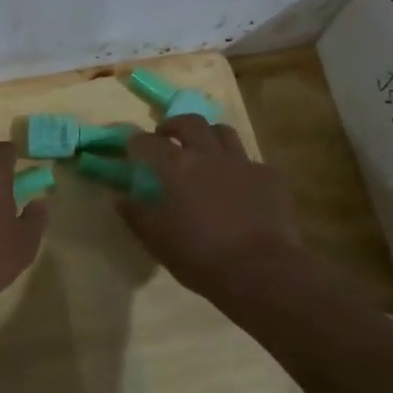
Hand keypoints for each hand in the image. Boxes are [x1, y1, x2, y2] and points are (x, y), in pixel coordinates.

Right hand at [120, 117, 302, 299]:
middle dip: (174, 125)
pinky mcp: (270, 176)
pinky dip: (240, 167)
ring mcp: (243, 162)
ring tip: (203, 150)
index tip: (132, 149)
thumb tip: (121, 198)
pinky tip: (240, 184)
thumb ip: (136, 214)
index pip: (148, 142)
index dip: (137, 144)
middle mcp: (209, 154)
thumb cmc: (200, 256)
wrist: (260, 270)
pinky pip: (252, 161)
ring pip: (223, 132)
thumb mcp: (157, 240)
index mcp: (177, 166)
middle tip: (166, 136)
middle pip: (190, 123)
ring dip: (208, 136)